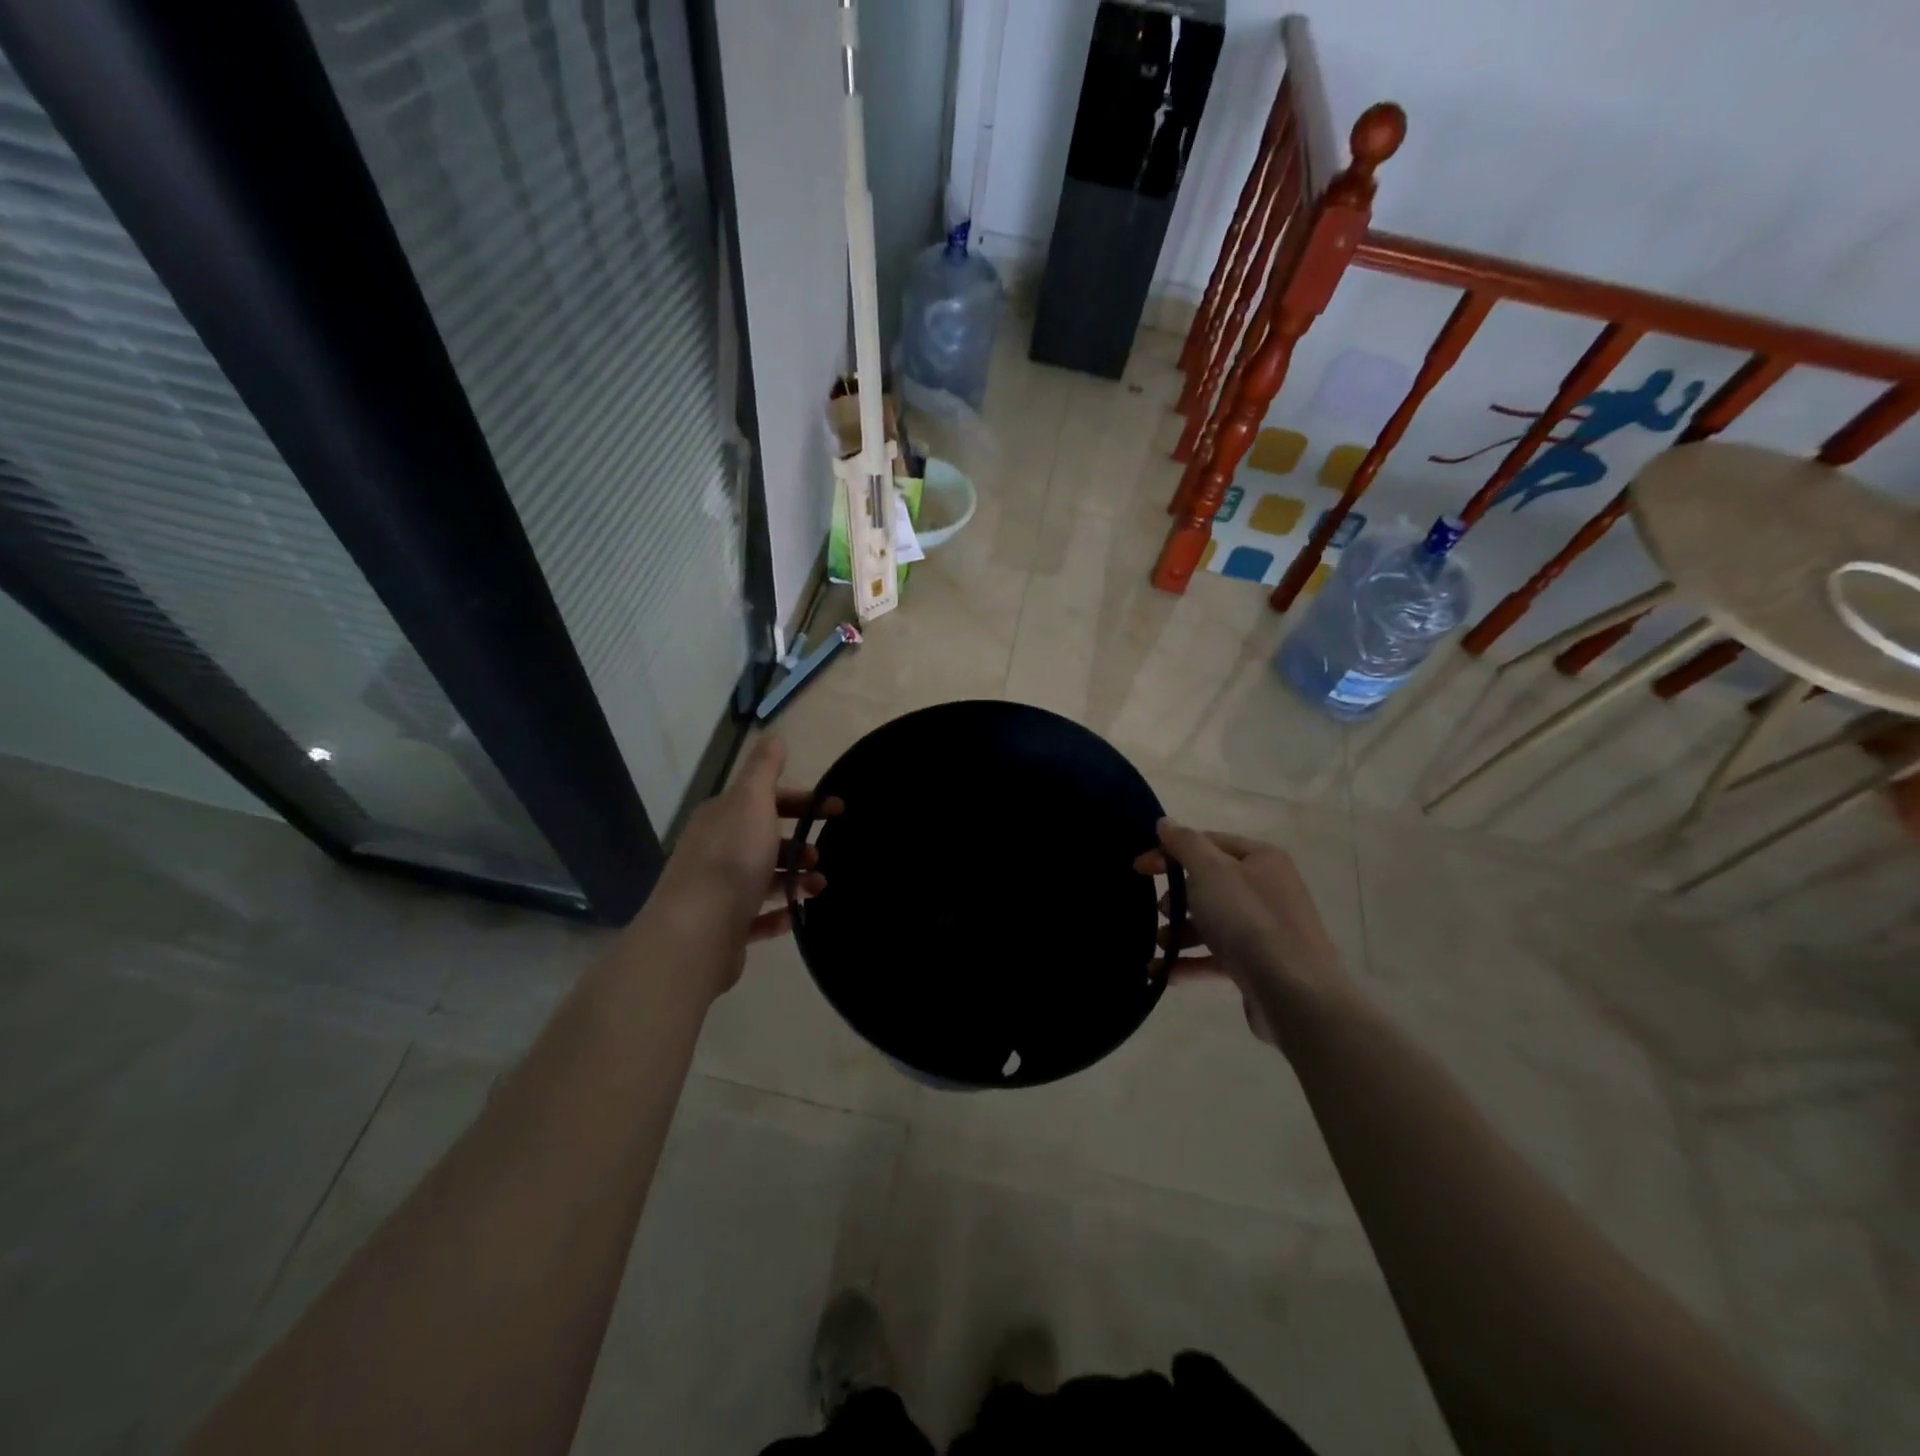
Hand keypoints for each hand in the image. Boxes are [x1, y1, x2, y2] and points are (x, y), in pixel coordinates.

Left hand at [652, 737, 836, 987]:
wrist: (697, 930)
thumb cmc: (733, 858)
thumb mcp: (752, 800)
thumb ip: (764, 769)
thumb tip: (774, 738)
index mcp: (722, 817)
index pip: (765, 799)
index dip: (802, 801)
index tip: (837, 810)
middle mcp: (715, 849)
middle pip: (764, 839)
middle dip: (798, 843)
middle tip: (822, 854)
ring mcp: (717, 890)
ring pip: (763, 877)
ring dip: (794, 878)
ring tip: (818, 887)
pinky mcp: (723, 926)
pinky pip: (756, 916)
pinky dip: (778, 913)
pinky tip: (795, 915)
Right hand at [1135, 821, 1345, 1044]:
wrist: (1294, 993)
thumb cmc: (1248, 920)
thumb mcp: (1210, 871)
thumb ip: (1185, 843)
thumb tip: (1166, 823)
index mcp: (1261, 859)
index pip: (1208, 843)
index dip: (1170, 851)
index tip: (1138, 868)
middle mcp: (1267, 889)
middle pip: (1210, 884)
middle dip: (1178, 896)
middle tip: (1161, 910)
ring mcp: (1266, 930)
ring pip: (1212, 922)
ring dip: (1179, 932)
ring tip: (1160, 945)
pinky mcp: (1259, 966)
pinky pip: (1217, 957)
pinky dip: (1189, 962)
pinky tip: (1163, 973)